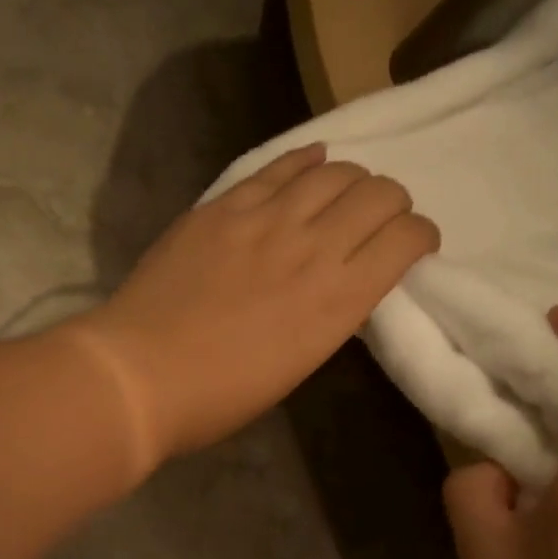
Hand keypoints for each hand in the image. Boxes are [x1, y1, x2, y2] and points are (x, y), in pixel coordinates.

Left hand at [72, 144, 438, 467]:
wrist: (138, 375)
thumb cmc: (216, 397)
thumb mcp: (295, 367)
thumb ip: (326, 317)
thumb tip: (337, 287)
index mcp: (338, 302)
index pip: (407, 239)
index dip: (419, 237)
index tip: (410, 249)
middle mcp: (313, 247)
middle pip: (379, 193)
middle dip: (392, 204)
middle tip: (378, 222)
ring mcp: (264, 219)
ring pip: (335, 171)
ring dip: (352, 181)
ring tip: (342, 196)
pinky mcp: (223, 207)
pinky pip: (278, 166)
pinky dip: (305, 161)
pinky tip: (312, 163)